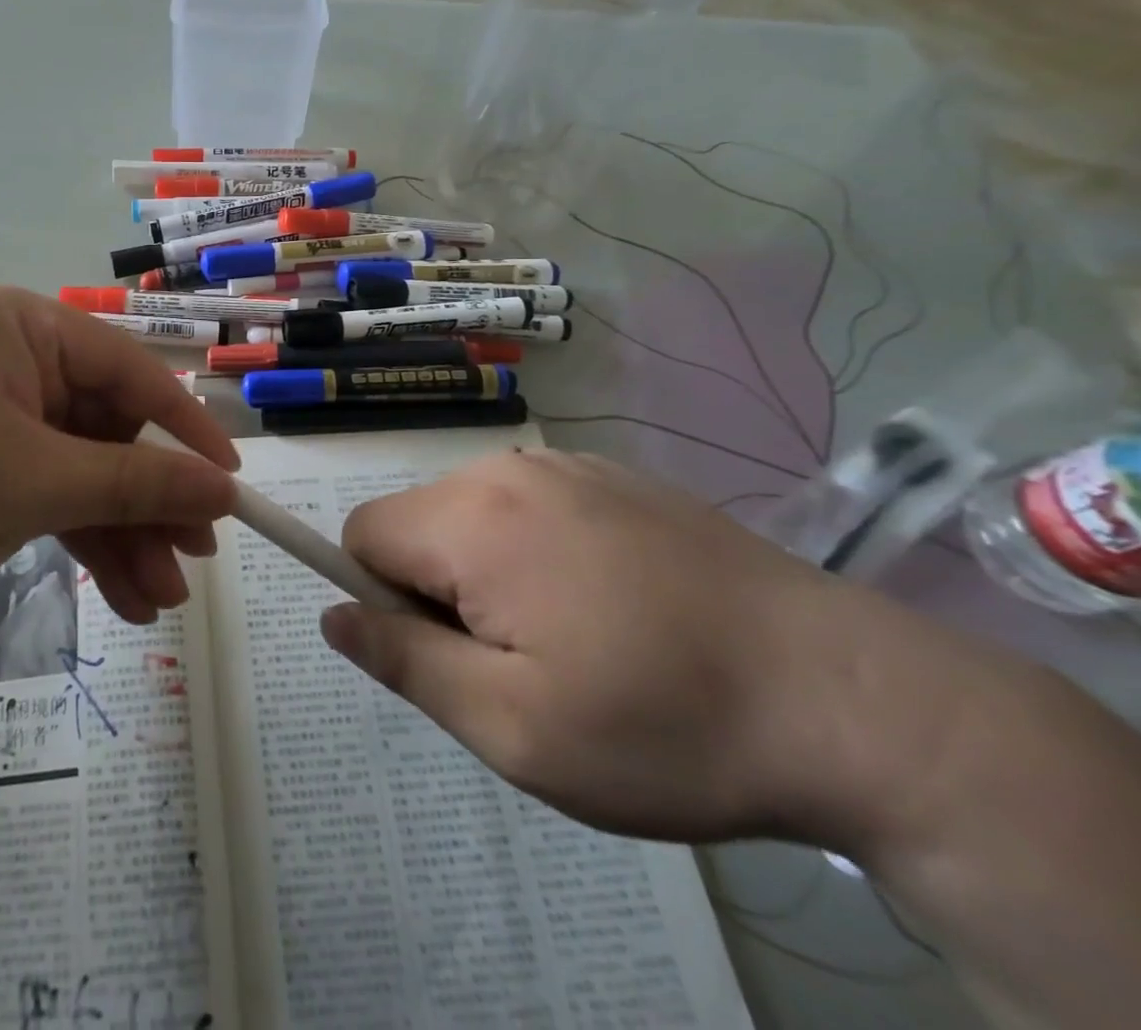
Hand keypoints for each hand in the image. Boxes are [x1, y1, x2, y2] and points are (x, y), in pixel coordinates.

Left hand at [0, 283, 237, 625]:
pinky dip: (70, 538)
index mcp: (17, 325)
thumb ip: (134, 484)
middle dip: (148, 502)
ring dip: (116, 533)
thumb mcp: (30, 483)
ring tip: (159, 602)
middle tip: (195, 563)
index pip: (128, 372)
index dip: (185, 433)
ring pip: (72, 470)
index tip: (231, 488)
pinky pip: (34, 491)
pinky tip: (113, 593)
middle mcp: (2, 356)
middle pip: (102, 429)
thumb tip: (222, 491)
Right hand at [321, 450, 987, 847]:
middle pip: (417, 522)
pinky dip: (537, 550)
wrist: (855, 699)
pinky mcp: (615, 475)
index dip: (382, 599)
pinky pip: (530, 505)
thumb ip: (403, 661)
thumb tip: (335, 614)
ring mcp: (568, 464)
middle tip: (521, 664)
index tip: (450, 656)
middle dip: (437, 589)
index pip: (362, 534)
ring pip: (472, 514)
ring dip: (488, 572)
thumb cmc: (664, 724)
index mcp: (472, 519)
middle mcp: (508, 468)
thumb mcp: (512, 727)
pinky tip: (615, 604)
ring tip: (574, 639)